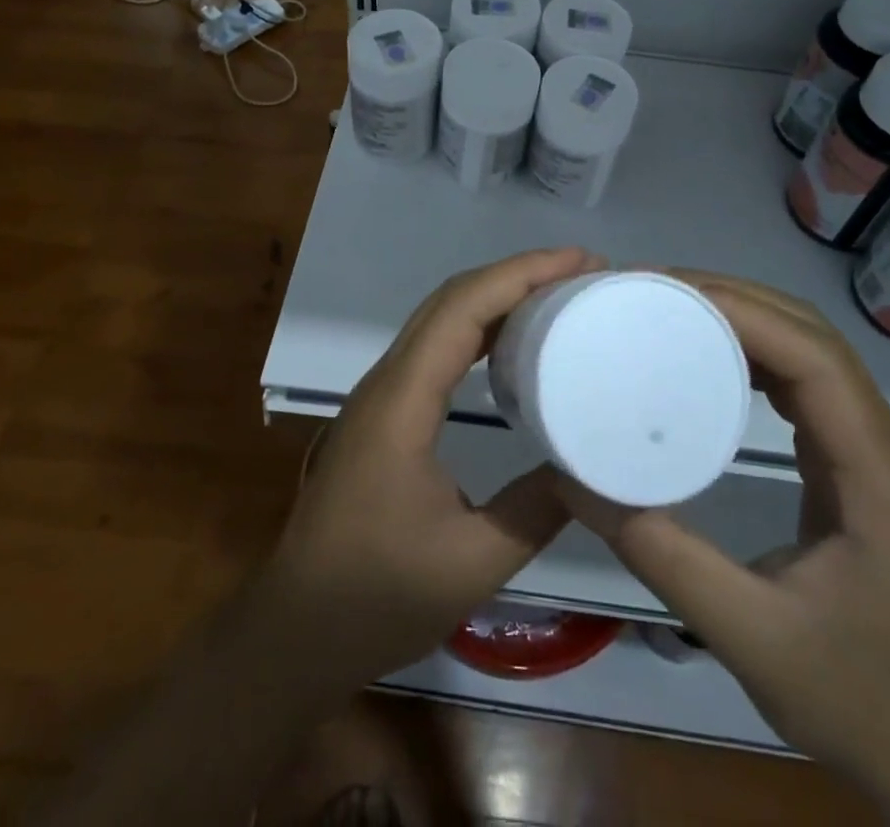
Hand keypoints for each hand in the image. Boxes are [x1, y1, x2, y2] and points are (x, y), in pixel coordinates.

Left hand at [258, 247, 600, 684]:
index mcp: (403, 398)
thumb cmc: (378, 595)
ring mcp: (383, 392)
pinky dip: (480, 326)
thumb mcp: (471, 563)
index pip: (463, 307)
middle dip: (516, 274)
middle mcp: (389, 379)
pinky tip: (514, 343)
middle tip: (580, 272)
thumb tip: (590, 470)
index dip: (521, 274)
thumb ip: (535, 511)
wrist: (299, 628)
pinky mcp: (386, 410)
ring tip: (557, 295)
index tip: (579, 262)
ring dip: (498, 295)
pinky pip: (437, 345)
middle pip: (452, 298)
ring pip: (442, 317)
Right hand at [559, 273, 889, 822]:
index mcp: (875, 472)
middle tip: (651, 292)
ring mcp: (870, 447)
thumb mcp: (746, 633)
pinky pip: (805, 377)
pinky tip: (707, 354)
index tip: (666, 295)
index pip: (814, 359)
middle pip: (811, 336)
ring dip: (743, 315)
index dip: (743, 312)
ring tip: (669, 309)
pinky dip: (755, 348)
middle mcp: (882, 442)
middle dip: (733, 299)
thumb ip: (658, 552)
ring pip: (810, 347)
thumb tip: (571, 479)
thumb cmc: (851, 696)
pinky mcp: (851, 458)